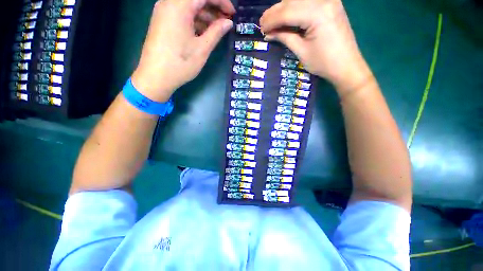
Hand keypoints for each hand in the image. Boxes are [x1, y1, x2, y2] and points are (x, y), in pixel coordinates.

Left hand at [131, 0, 234, 101]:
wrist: (156, 77)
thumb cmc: (180, 64)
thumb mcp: (202, 48)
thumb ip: (216, 32)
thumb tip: (228, 22)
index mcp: (179, 6)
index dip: (221, 1)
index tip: (232, 14)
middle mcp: (169, 3)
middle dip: (213, 7)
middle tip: (226, 22)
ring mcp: (164, 12)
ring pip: (189, 6)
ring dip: (205, 15)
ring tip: (217, 29)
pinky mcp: (162, 21)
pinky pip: (182, 14)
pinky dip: (195, 20)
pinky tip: (204, 31)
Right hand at [260, 0, 372, 94]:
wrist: (347, 65)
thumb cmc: (323, 63)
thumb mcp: (301, 51)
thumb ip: (285, 37)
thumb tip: (269, 33)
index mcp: (317, 13)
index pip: (287, 11)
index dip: (271, 20)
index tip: (260, 28)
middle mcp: (324, 0)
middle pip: (292, 1)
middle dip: (275, 12)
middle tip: (263, 23)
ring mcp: (329, 0)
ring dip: (283, 8)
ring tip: (272, 21)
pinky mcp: (331, 4)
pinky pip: (308, 2)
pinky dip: (295, 7)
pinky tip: (287, 16)